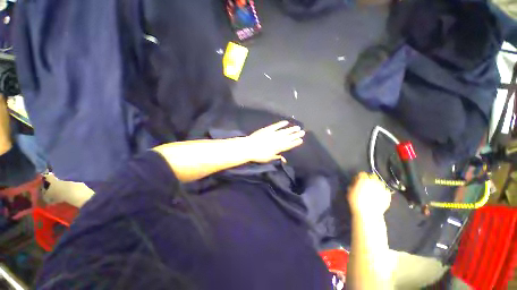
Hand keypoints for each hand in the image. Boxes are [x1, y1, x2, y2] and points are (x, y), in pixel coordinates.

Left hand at [245, 121, 304, 162]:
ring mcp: (273, 134)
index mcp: (278, 148)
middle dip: (296, 135)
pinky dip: (281, 124)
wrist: (249, 147)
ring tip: (298, 127)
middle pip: (288, 137)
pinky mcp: (268, 129)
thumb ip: (277, 157)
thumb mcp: (268, 158)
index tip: (301, 140)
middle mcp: (278, 140)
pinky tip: (286, 122)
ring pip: (284, 131)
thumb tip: (284, 159)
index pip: (289, 145)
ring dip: (291, 129)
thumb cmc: (258, 155)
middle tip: (303, 132)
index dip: (295, 142)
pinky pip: (276, 126)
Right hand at [348, 172, 392, 217]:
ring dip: (376, 184)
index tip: (357, 181)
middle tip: (366, 184)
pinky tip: (379, 196)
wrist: (368, 214)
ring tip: (373, 190)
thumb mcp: (349, 191)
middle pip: (372, 176)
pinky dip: (382, 191)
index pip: (362, 173)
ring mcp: (382, 188)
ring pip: (380, 182)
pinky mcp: (388, 195)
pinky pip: (385, 190)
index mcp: (363, 179)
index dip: (359, 177)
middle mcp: (374, 181)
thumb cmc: (355, 201)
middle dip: (369, 179)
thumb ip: (353, 184)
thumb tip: (356, 182)